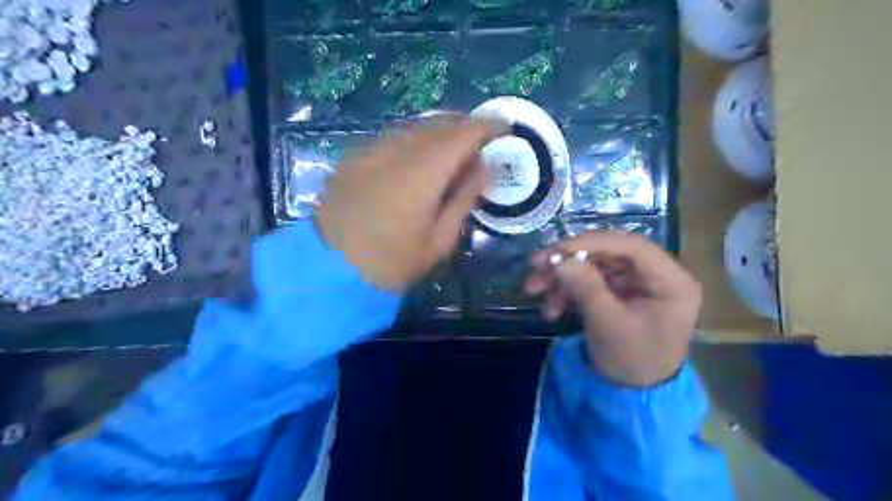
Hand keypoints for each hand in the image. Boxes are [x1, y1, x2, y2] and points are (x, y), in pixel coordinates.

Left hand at [317, 120, 503, 291]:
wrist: (328, 271)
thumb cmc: (391, 264)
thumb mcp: (438, 241)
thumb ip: (463, 199)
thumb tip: (483, 167)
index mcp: (421, 173)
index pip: (462, 134)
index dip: (487, 126)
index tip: (506, 127)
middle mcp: (395, 150)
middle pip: (438, 124)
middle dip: (465, 126)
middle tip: (483, 140)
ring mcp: (370, 150)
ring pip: (414, 127)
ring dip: (440, 132)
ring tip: (454, 150)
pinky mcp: (354, 157)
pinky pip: (393, 138)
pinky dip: (415, 141)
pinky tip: (419, 159)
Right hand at [524, 231, 698, 387]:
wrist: (634, 394)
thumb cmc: (632, 361)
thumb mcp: (608, 325)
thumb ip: (586, 288)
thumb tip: (558, 259)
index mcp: (671, 281)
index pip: (632, 246)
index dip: (593, 242)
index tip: (558, 249)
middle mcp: (655, 275)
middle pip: (607, 254)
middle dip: (568, 260)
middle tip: (535, 264)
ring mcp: (634, 282)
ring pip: (592, 265)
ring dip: (561, 277)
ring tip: (533, 289)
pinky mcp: (617, 291)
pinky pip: (588, 280)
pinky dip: (566, 290)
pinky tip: (551, 308)